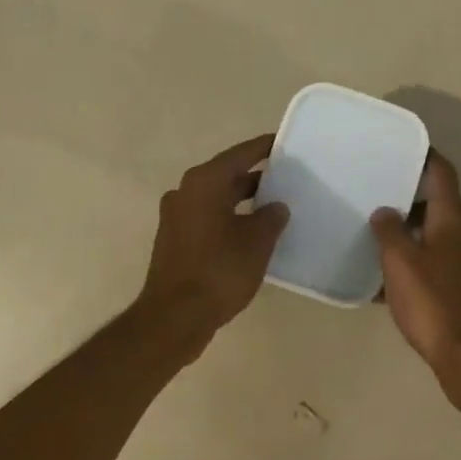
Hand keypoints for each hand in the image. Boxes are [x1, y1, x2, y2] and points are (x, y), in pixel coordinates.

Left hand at [137, 135, 289, 345]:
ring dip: (242, 201)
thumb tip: (276, 207)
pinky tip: (251, 234)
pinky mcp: (174, 240)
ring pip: (216, 199)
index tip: (282, 142)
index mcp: (204, 183)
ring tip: (274, 207)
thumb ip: (271, 218)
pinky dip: (229, 219)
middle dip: (255, 177)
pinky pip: (207, 218)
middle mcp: (185, 192)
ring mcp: (176, 217)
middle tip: (285, 178)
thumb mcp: (257, 242)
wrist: (175, 317)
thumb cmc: (219, 271)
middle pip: (225, 176)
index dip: (263, 148)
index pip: (239, 155)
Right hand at [370, 153, 460, 414]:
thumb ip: (389, 231)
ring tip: (372, 227)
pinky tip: (381, 276)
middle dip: (407, 194)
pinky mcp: (459, 289)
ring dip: (406, 230)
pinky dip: (410, 261)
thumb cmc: (434, 301)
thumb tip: (384, 211)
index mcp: (453, 219)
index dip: (424, 156)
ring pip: (432, 234)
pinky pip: (430, 263)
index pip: (441, 173)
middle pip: (437, 202)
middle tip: (374, 187)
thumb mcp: (401, 261)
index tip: (399, 146)